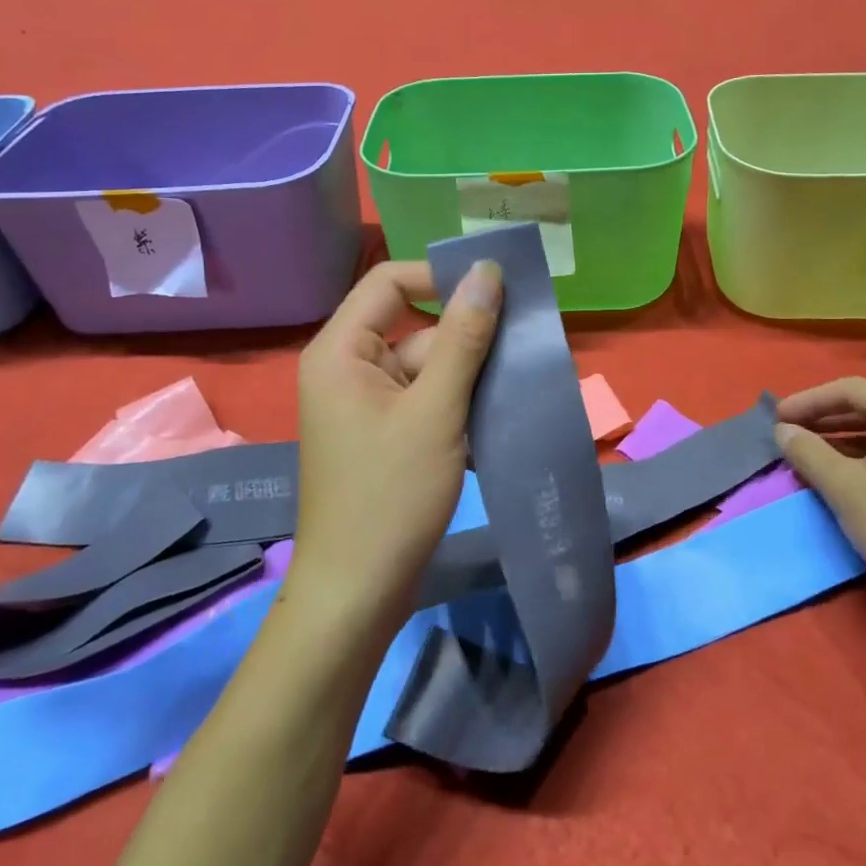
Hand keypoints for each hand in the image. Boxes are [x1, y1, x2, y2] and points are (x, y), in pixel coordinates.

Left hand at [287, 259, 502, 632]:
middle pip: (415, 327)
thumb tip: (487, 272)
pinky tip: (496, 419)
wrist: (357, 594)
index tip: (496, 294)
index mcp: (342, 351)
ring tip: (518, 385)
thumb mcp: (436, 411)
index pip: (391, 281)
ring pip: (427, 367)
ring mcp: (365, 405)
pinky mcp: (383, 435)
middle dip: (467, 339)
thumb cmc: (390, 496)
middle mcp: (347, 368)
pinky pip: (424, 400)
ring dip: (469, 376)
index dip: (441, 278)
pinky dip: (457, 405)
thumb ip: (463, 338)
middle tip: (524, 346)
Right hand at [774, 378, 865, 607]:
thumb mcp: (842, 486)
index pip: (848, 389)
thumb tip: (783, 430)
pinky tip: (852, 472)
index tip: (776, 417)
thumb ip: (807, 451)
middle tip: (791, 431)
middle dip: (826, 417)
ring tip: (814, 451)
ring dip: (847, 436)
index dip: (807, 401)